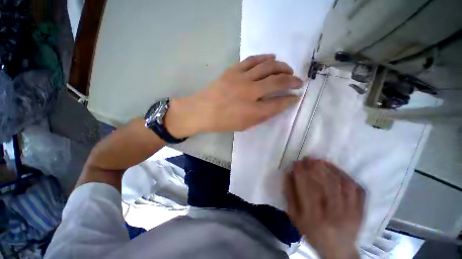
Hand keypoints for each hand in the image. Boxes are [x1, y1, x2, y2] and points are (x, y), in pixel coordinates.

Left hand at [164, 54, 302, 137]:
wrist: (201, 111)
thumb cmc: (223, 122)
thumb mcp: (244, 125)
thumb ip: (262, 116)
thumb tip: (277, 106)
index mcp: (252, 111)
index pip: (278, 103)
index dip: (290, 100)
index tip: (297, 97)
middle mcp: (250, 92)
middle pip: (277, 82)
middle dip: (292, 81)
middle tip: (299, 81)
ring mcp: (241, 78)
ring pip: (268, 66)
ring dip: (282, 67)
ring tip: (288, 69)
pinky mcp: (233, 70)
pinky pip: (253, 60)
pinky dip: (265, 57)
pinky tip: (272, 58)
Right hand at [284, 157, 364, 258]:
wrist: (339, 250)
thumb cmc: (313, 233)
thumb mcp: (295, 217)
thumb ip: (290, 195)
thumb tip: (288, 175)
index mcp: (314, 216)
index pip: (306, 188)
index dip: (301, 172)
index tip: (296, 162)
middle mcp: (333, 213)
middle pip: (326, 184)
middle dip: (315, 167)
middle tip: (308, 158)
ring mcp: (350, 211)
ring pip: (341, 184)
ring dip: (330, 169)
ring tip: (320, 161)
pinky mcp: (360, 209)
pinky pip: (356, 189)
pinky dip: (346, 176)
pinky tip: (337, 170)